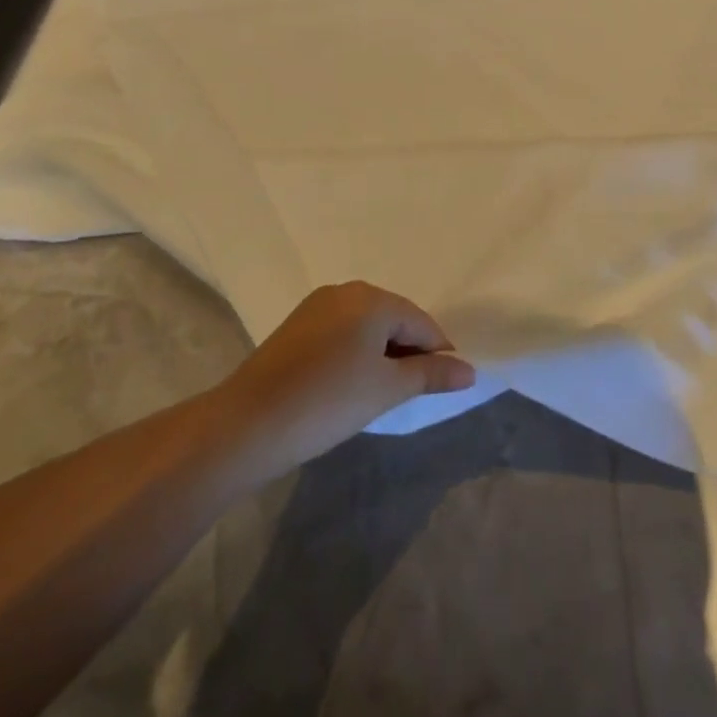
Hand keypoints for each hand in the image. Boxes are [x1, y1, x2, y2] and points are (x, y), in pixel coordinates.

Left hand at [222, 282, 475, 474]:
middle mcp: (345, 291)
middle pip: (394, 318)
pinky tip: (349, 385)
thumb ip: (431, 374)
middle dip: (408, 352)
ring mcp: (316, 306)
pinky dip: (354, 354)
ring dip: (381, 354)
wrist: (246, 425)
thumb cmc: (328, 402)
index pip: (421, 322)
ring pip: (366, 326)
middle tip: (410, 393)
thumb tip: (470, 370)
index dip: (437, 354)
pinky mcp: (296, 327)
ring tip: (380, 392)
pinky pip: (341, 333)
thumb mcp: (387, 389)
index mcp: (372, 298)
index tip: (442, 385)